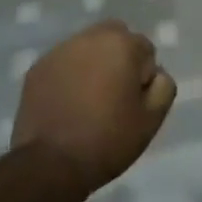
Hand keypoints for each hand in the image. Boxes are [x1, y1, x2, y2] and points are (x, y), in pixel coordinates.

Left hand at [13, 21, 175, 191]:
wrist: (51, 164)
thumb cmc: (108, 139)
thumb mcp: (152, 118)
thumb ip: (163, 86)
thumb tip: (154, 74)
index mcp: (121, 44)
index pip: (145, 49)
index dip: (143, 77)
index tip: (133, 102)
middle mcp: (89, 38)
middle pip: (114, 37)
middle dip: (119, 58)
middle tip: (114, 95)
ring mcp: (59, 51)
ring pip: (87, 48)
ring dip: (93, 64)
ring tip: (88, 100)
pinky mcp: (37, 68)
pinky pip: (63, 63)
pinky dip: (69, 75)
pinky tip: (67, 104)